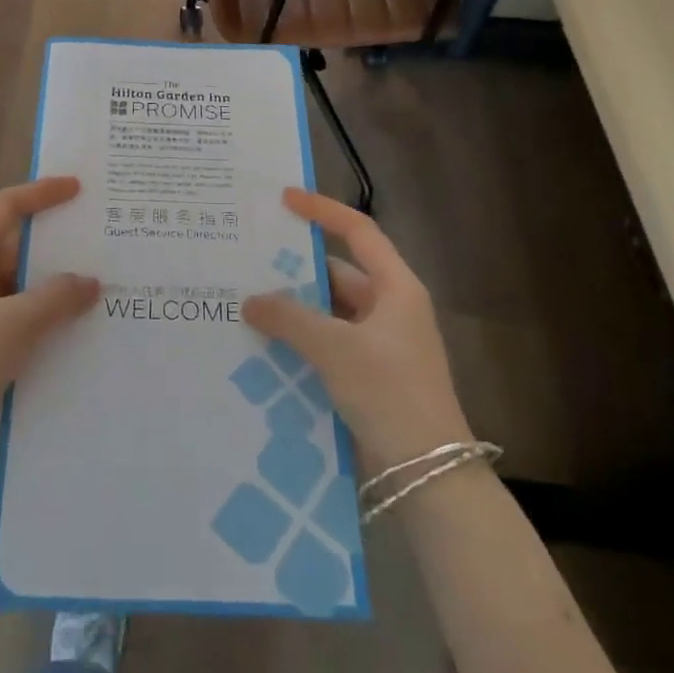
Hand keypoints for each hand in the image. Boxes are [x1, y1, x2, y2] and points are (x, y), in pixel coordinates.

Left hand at [0, 177, 100, 467]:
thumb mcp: (16, 324)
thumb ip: (58, 297)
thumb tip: (90, 282)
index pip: (5, 208)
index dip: (40, 193)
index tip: (78, 188)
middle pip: (15, 245)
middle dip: (56, 242)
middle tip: (100, 239)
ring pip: (19, 284)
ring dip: (53, 284)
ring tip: (100, 283)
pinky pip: (18, 316)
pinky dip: (45, 315)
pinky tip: (76, 327)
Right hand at [242, 188, 471, 472]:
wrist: (427, 473)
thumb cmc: (389, 392)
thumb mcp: (336, 348)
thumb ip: (290, 318)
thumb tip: (251, 300)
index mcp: (396, 289)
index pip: (358, 232)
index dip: (322, 211)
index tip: (284, 199)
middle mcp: (389, 309)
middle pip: (337, 274)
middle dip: (295, 271)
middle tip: (248, 262)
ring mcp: (379, 345)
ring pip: (328, 313)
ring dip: (294, 311)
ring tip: (246, 303)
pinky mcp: (367, 375)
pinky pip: (327, 345)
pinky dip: (300, 341)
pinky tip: (264, 345)